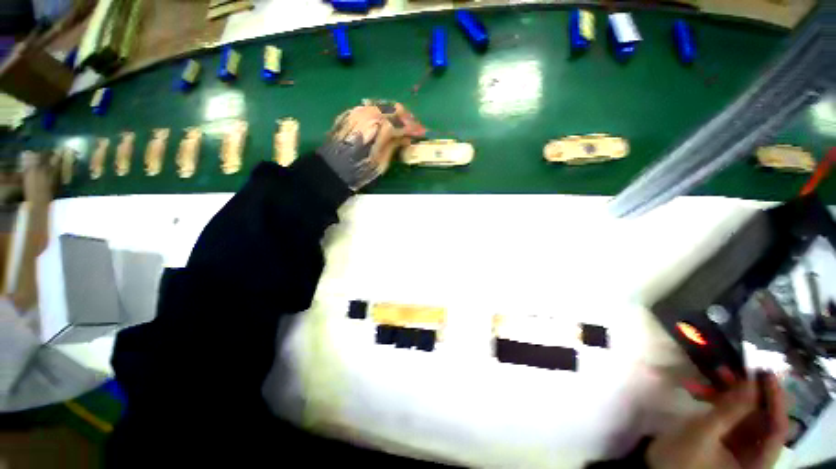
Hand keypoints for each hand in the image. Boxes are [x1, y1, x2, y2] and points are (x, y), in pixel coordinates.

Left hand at [318, 100, 425, 189]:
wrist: (331, 169)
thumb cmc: (359, 170)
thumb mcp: (382, 162)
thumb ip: (395, 145)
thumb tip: (405, 137)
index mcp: (381, 127)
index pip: (403, 125)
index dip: (415, 129)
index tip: (422, 133)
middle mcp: (371, 113)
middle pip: (395, 108)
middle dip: (406, 117)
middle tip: (413, 127)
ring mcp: (359, 111)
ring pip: (382, 105)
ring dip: (394, 113)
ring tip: (400, 124)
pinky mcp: (350, 113)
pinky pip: (370, 107)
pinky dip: (380, 113)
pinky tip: (383, 122)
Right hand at [647, 373, 788, 468]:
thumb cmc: (681, 459)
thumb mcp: (702, 434)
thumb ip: (729, 411)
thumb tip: (751, 381)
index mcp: (757, 463)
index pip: (777, 428)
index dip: (775, 399)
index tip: (765, 373)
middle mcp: (754, 453)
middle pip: (762, 418)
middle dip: (748, 392)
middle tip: (734, 369)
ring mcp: (738, 445)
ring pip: (744, 413)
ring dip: (730, 392)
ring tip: (715, 373)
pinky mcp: (723, 437)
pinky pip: (728, 415)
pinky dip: (716, 399)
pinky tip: (699, 388)